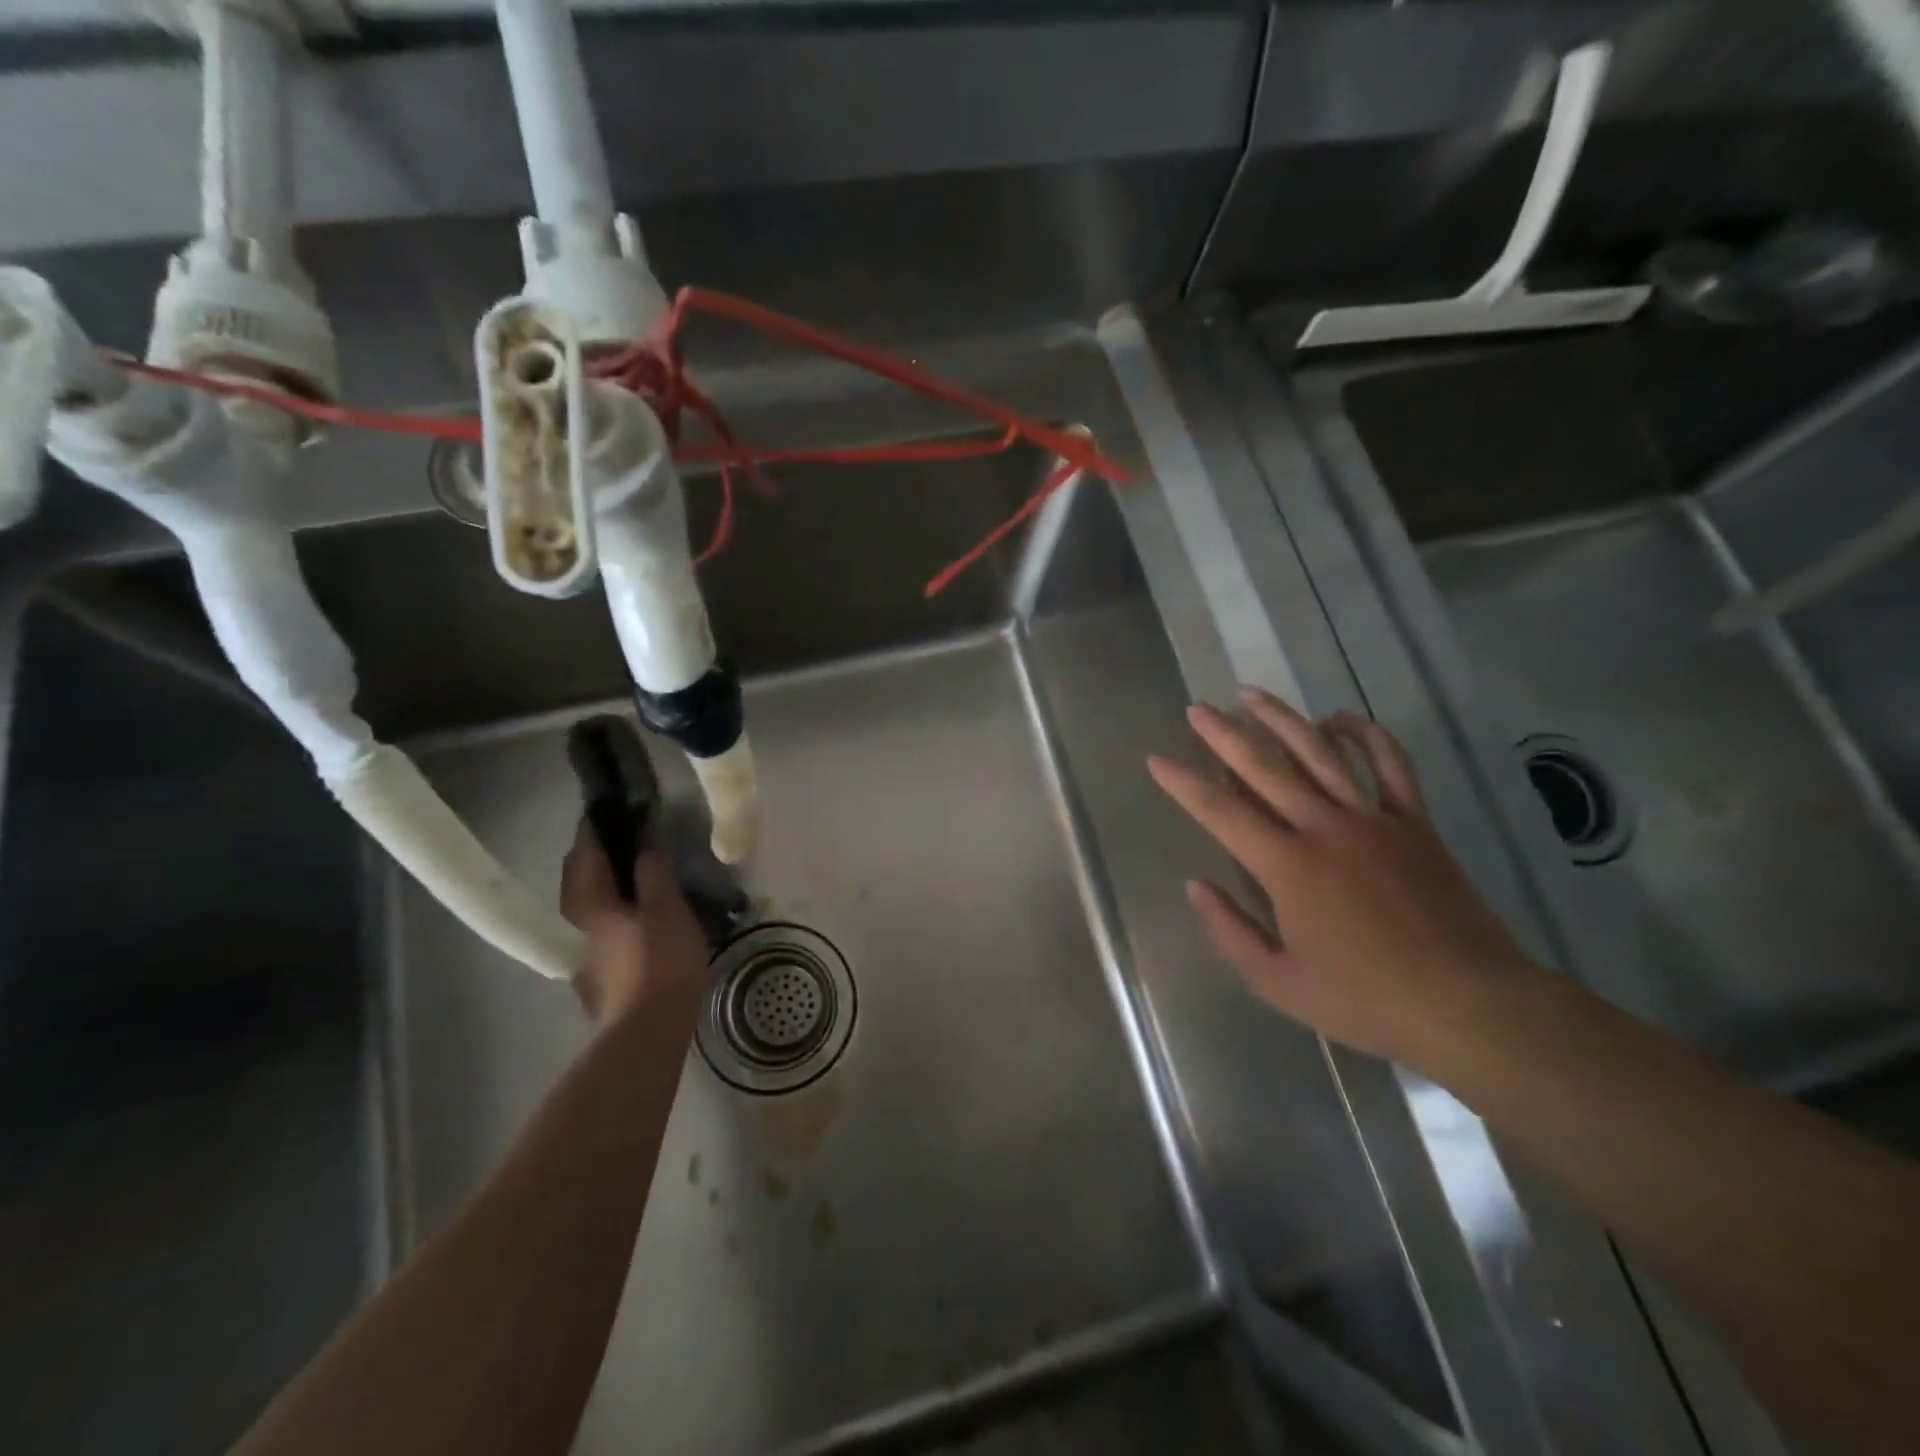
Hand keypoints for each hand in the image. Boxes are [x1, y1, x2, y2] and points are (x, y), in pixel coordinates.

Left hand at [560, 821, 711, 1027]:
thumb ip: (654, 873)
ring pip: (590, 904)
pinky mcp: (595, 973)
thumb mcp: (667, 907)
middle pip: (581, 877)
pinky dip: (616, 911)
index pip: (584, 850)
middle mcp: (573, 923)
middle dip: (601, 855)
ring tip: (640, 876)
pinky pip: (601, 927)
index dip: (599, 826)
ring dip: (609, 885)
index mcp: (586, 901)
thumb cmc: (659, 960)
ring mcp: (580, 951)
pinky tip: (640, 916)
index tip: (619, 809)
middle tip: (633, 840)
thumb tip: (646, 849)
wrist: (647, 1030)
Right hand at [1148, 687, 1542, 1066]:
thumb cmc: (1366, 999)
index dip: (1184, 783)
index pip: (1221, 812)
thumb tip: (1196, 886)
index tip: (1157, 759)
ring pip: (1319, 753)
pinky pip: (1390, 765)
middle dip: (1224, 735)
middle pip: (1265, 767)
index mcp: (1287, 866)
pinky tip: (1340, 717)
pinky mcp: (1414, 823)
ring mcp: (1373, 818)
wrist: (1469, 1004)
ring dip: (1282, 719)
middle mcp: (1324, 827)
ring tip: (1251, 694)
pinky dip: (1366, 734)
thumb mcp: (1279, 982)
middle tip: (1197, 709)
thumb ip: (1230, 930)